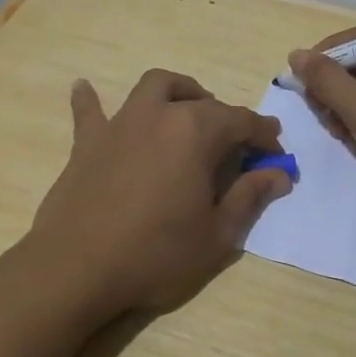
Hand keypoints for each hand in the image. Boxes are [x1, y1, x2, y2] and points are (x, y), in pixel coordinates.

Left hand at [27, 69, 292, 317]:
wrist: (77, 269)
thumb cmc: (156, 254)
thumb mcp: (218, 235)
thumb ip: (249, 197)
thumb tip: (278, 174)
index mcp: (196, 133)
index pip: (242, 122)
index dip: (264, 137)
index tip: (276, 155)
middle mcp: (160, 115)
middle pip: (202, 103)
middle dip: (227, 118)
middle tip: (237, 146)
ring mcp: (120, 124)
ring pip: (154, 87)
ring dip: (177, 92)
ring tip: (186, 109)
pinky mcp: (87, 142)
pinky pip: (90, 111)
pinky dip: (91, 99)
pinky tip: (84, 88)